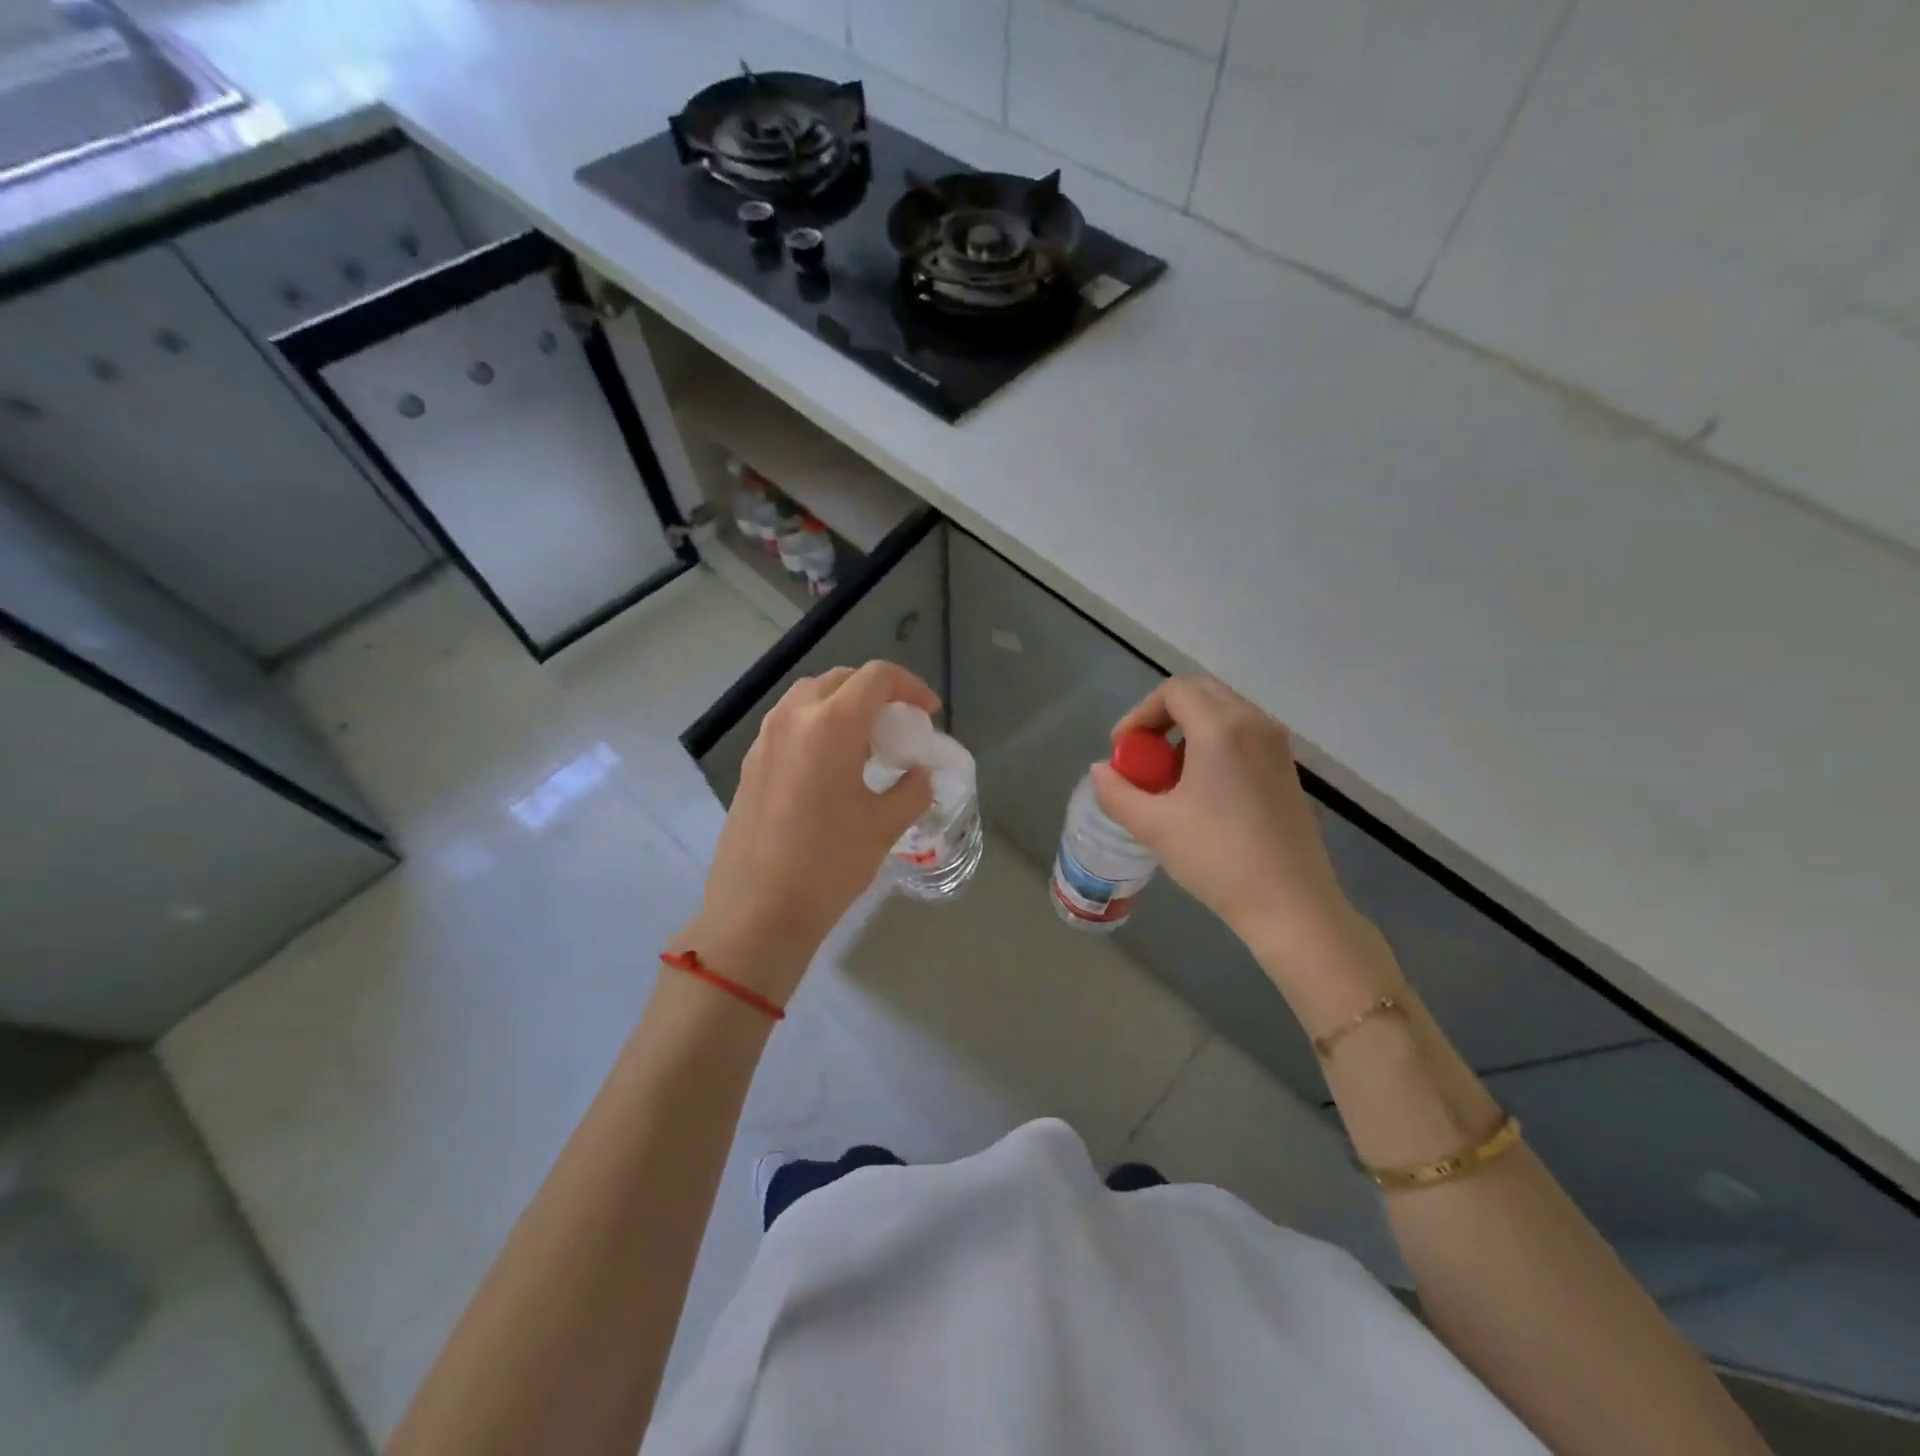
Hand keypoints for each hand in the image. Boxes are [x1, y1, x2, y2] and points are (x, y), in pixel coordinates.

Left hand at [677, 661, 937, 1006]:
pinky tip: (831, 768)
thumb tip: (920, 772)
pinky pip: (789, 724)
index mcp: (831, 724)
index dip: (910, 687)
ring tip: (866, 745)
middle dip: (876, 694)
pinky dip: (817, 727)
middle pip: (841, 680)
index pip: (876, 677)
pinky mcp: (750, 763)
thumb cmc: (829, 864)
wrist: (757, 911)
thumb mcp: (885, 825)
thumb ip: (913, 788)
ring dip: (843, 707)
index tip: (928, 713)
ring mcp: (765, 739)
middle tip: (898, 728)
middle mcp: (793, 718)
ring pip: (810, 697)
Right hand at [1091, 676, 1372, 989]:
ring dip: (1188, 730)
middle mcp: (1254, 723)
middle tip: (1143, 755)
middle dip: (1163, 717)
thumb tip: (1101, 771)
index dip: (1139, 714)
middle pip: (1200, 693)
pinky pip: (1243, 735)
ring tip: (1169, 776)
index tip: (1124, 751)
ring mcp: (1276, 745)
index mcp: (1221, 727)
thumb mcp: (1153, 825)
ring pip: (1223, 713)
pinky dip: (1214, 745)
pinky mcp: (1287, 769)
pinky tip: (1201, 791)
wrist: (1290, 904)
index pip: (1173, 691)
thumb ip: (1117, 792)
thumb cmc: (1217, 857)